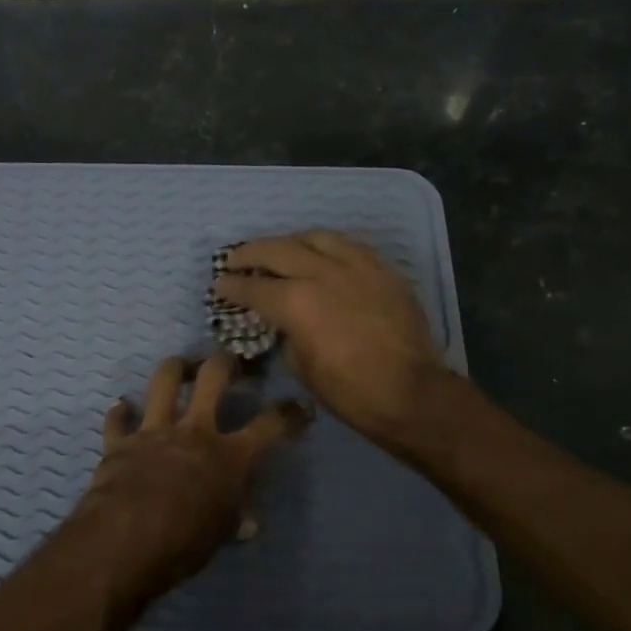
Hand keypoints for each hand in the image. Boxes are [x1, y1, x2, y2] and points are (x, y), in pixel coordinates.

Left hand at [66, 353, 310, 601]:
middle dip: (225, 362)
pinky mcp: (120, 442)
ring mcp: (154, 431)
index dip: (289, 414)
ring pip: (164, 382)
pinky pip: (118, 420)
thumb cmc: (186, 542)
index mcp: (230, 456)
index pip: (270, 426)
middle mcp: (194, 431)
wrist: (127, 539)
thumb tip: (249, 523)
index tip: (300, 405)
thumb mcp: (221, 534)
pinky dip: (120, 412)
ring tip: (180, 365)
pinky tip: (121, 406)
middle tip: (230, 362)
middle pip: (213, 378)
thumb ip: (234, 520)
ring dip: (174, 368)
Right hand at [212, 231, 448, 447]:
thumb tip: (284, 320)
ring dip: (290, 241)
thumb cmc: (349, 391)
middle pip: (278, 249)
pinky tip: (322, 253)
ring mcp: (357, 267)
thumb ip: (287, 332)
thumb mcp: (301, 366)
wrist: (411, 393)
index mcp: (296, 302)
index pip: (254, 287)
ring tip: (280, 249)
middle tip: (235, 259)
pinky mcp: (383, 270)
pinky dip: (327, 245)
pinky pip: (350, 245)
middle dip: (250, 253)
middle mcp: (323, 273)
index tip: (219, 285)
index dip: (231, 286)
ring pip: (316, 237)